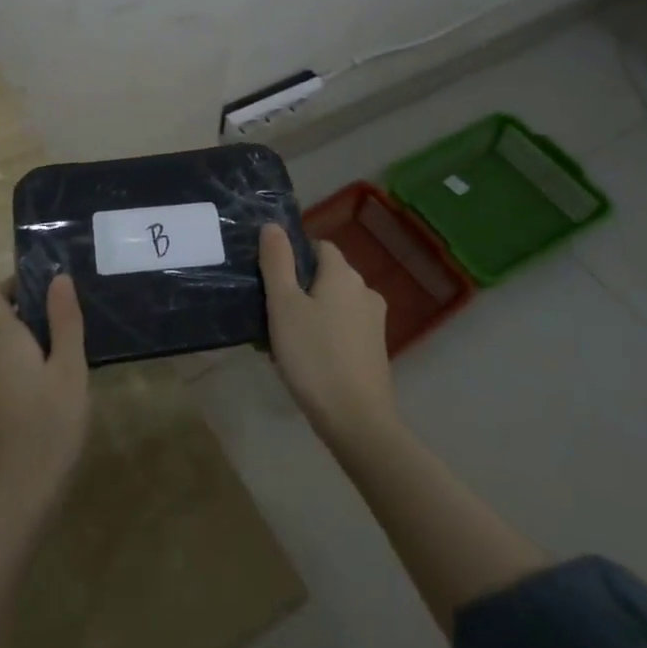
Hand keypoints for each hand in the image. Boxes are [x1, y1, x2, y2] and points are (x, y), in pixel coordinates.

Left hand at [0, 276, 89, 518]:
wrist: (18, 496)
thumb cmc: (49, 424)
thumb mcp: (69, 368)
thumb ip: (64, 322)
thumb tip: (59, 278)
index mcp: (2, 342)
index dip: (11, 285)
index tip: (43, 285)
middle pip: (1, 324)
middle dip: (31, 314)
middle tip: (70, 319)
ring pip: (7, 351)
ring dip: (34, 343)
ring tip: (71, 352)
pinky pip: (10, 374)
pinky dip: (29, 368)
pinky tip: (59, 387)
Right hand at [257, 224, 396, 443]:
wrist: (357, 421)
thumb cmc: (314, 356)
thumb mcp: (284, 305)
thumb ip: (277, 261)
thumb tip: (273, 225)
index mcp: (343, 274)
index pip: (318, 246)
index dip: (293, 256)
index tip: (271, 279)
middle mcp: (365, 290)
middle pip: (326, 275)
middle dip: (299, 287)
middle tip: (271, 312)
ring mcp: (374, 322)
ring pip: (334, 303)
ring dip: (311, 313)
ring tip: (284, 340)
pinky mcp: (375, 350)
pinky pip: (344, 328)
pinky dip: (325, 334)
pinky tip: (307, 359)